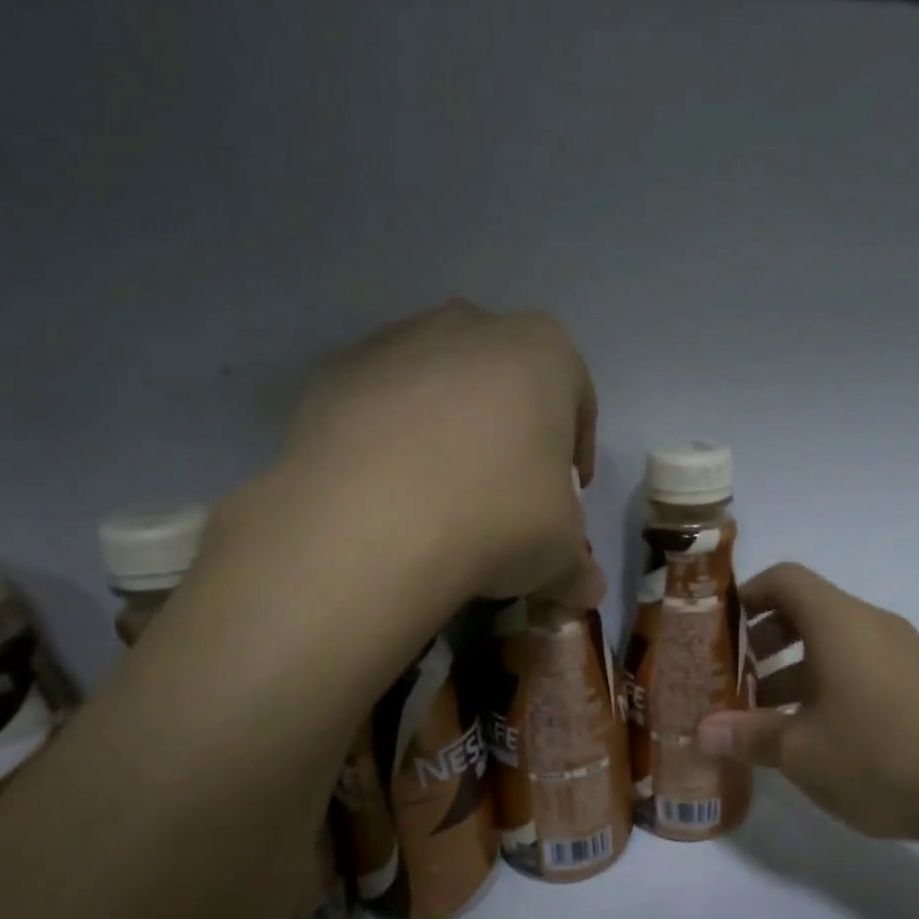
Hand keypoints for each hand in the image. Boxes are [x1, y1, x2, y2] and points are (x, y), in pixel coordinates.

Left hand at [268, 300, 601, 606]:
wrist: (373, 525)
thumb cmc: (498, 519)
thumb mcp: (559, 553)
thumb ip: (578, 567)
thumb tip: (586, 592)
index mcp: (541, 352)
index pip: (575, 395)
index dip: (576, 447)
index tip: (570, 490)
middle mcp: (468, 327)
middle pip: (502, 378)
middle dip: (508, 429)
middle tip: (505, 490)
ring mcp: (393, 342)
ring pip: (435, 384)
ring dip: (444, 429)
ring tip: (438, 496)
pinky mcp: (332, 373)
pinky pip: (375, 405)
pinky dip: (385, 439)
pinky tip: (385, 493)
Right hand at [698, 563, 918, 858]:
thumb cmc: (879, 757)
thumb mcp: (800, 751)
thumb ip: (747, 735)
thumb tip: (702, 732)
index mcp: (840, 623)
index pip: (786, 579)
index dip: (748, 594)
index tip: (720, 627)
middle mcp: (873, 626)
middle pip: (809, 610)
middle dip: (765, 640)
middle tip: (737, 677)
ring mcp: (904, 655)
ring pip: (836, 644)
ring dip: (795, 668)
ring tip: (766, 715)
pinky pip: (862, 668)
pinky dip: (828, 685)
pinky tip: (815, 734)